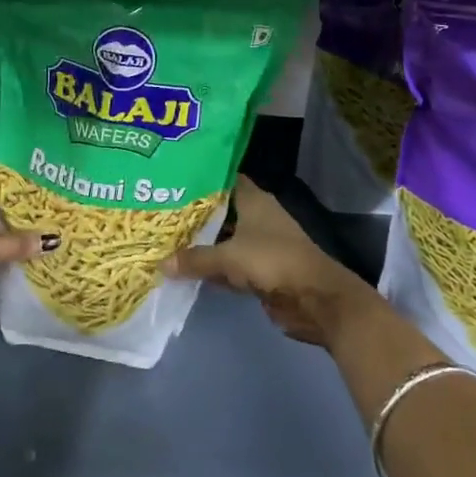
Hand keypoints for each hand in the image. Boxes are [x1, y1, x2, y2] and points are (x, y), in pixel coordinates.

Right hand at [164, 176, 376, 346]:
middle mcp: (257, 216)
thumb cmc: (273, 261)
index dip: (200, 177)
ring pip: (224, 238)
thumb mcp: (228, 257)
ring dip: (202, 242)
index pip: (223, 179)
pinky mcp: (260, 270)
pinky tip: (187, 268)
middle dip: (195, 212)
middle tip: (161, 210)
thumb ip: (195, 258)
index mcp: (253, 199)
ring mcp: (260, 244)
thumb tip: (161, 263)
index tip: (174, 178)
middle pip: (221, 210)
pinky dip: (213, 266)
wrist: (314, 299)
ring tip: (167, 238)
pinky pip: (229, 263)